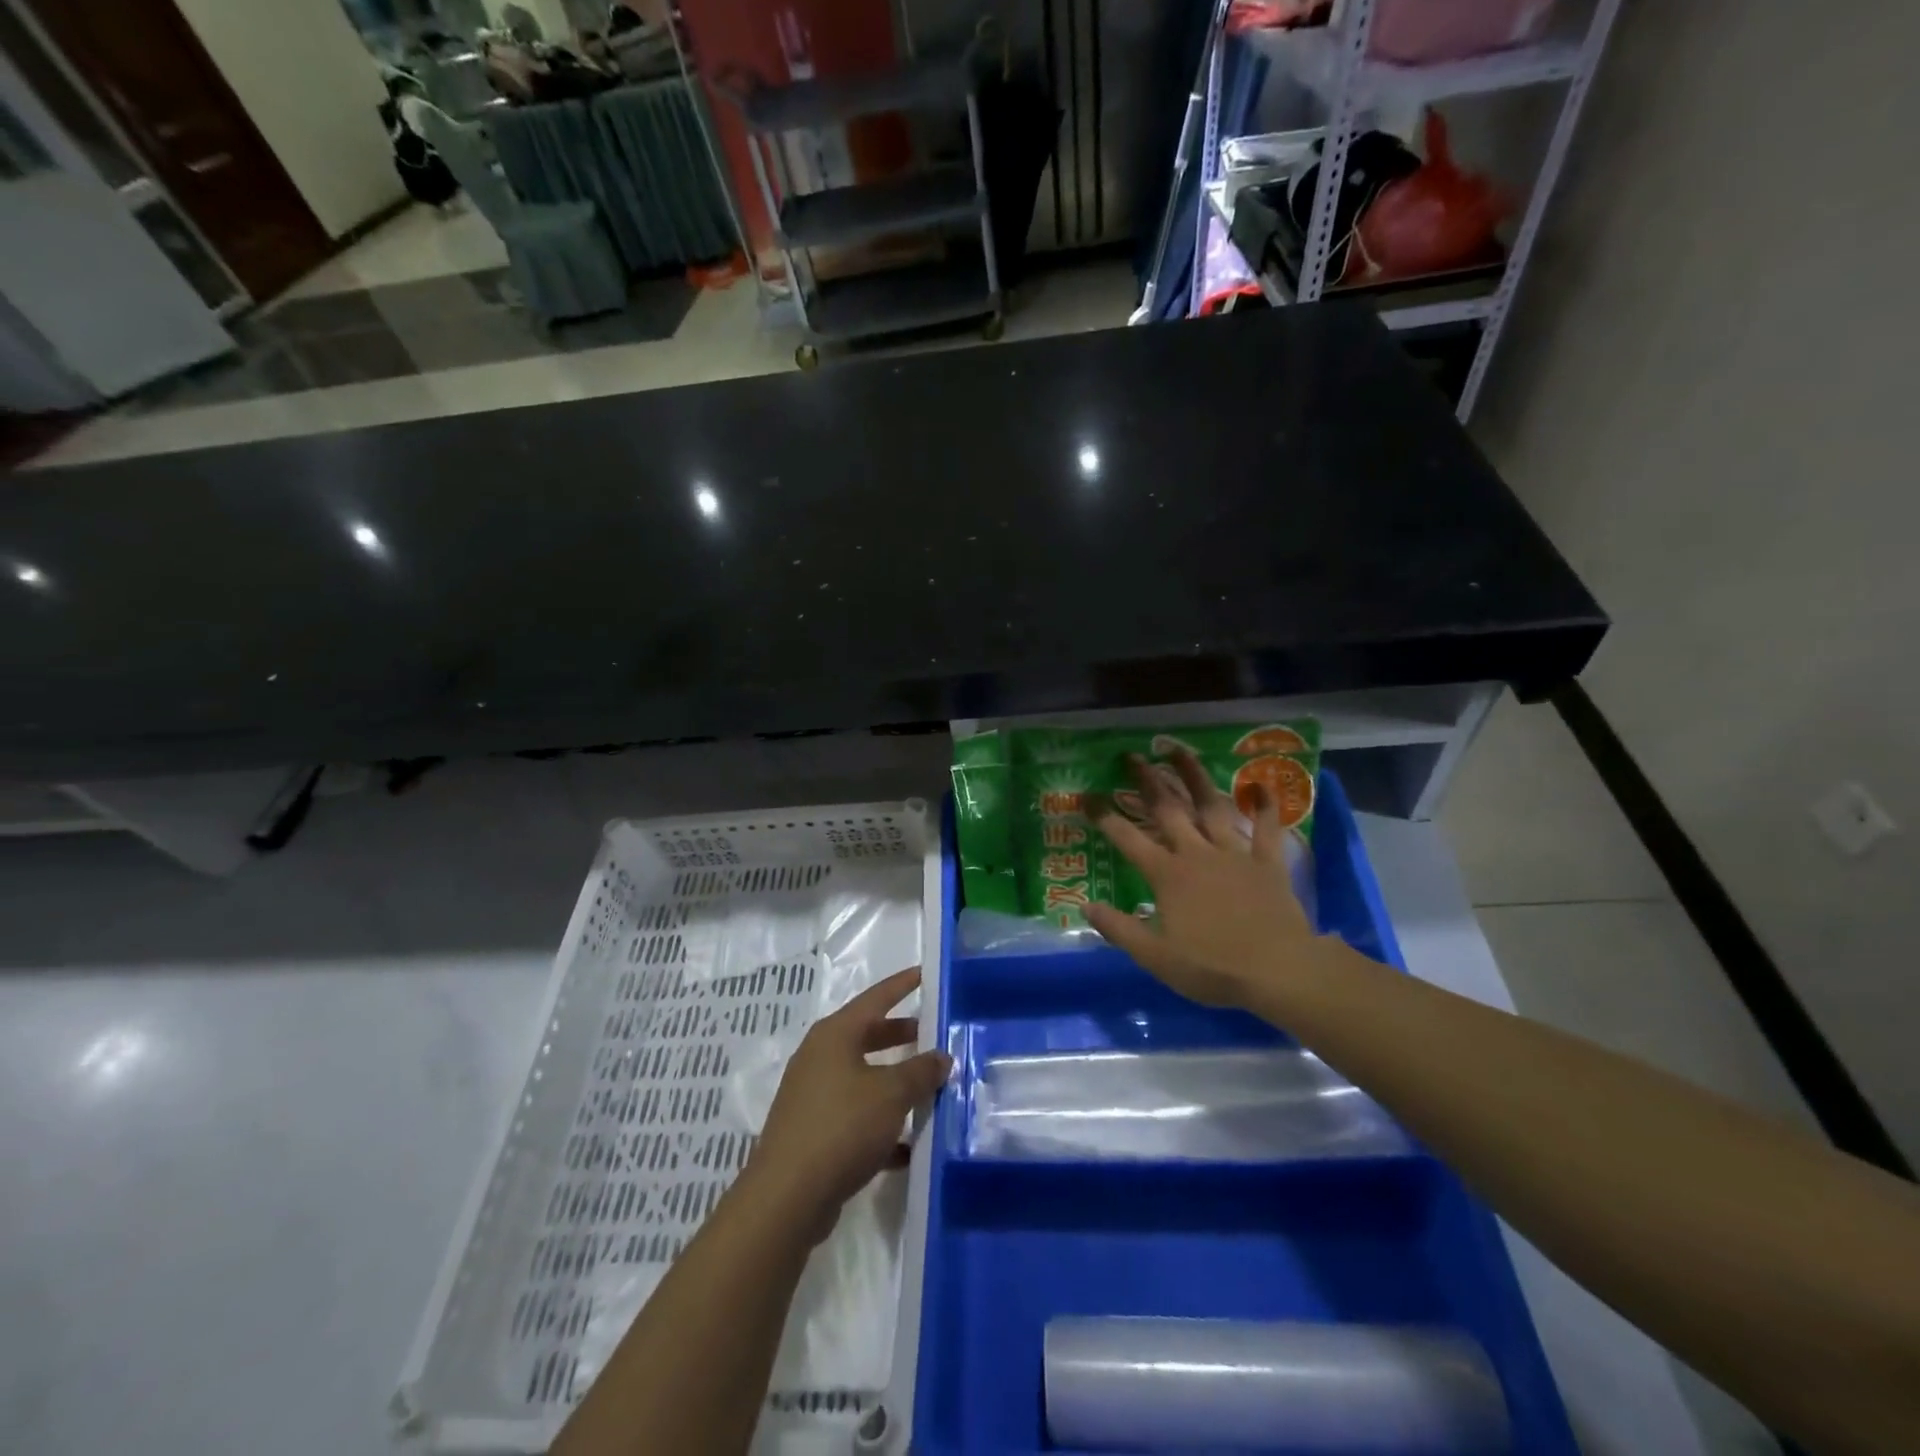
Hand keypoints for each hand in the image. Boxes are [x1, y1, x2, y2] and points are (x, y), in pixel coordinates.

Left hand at [745, 967, 950, 1238]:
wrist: (787, 1197)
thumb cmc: (842, 1126)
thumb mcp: (891, 1093)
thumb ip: (921, 1071)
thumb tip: (941, 1057)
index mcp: (835, 1034)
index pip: (876, 997)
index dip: (902, 985)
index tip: (924, 973)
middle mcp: (821, 1057)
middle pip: (868, 1036)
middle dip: (902, 1036)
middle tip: (934, 1035)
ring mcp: (814, 1096)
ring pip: (864, 1078)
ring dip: (895, 1083)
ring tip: (931, 1089)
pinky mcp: (814, 1132)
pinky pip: (856, 1117)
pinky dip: (882, 1125)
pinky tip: (909, 1146)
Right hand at [1085, 748, 1323, 1011]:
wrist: (1278, 970)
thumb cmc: (1212, 966)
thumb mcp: (1155, 956)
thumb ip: (1119, 929)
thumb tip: (1086, 905)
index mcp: (1167, 875)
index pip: (1127, 839)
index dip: (1105, 816)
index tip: (1087, 796)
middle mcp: (1196, 854)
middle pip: (1168, 810)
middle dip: (1147, 781)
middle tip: (1133, 756)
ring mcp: (1234, 854)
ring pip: (1211, 807)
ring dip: (1195, 777)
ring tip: (1180, 752)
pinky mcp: (1267, 863)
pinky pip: (1266, 829)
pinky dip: (1265, 807)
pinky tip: (1261, 785)